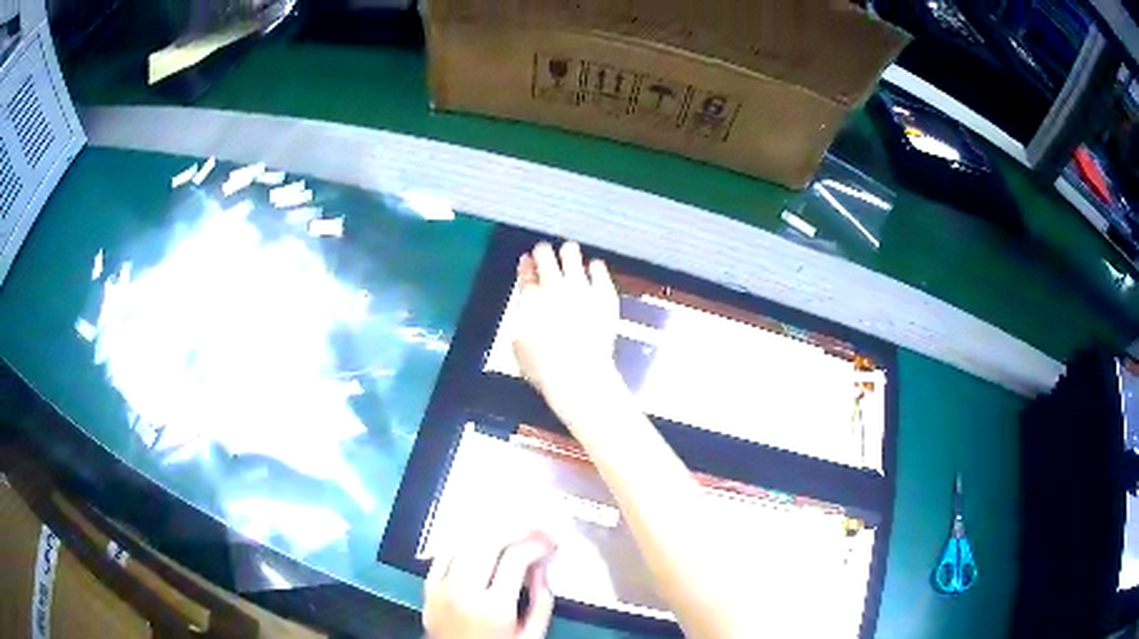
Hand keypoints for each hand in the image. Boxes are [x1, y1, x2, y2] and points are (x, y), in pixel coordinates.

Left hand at [424, 533, 556, 638]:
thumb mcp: (532, 636)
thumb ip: (541, 602)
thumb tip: (542, 569)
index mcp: (494, 607)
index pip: (515, 558)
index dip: (537, 543)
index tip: (550, 542)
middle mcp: (464, 592)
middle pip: (489, 542)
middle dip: (516, 529)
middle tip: (535, 528)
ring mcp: (441, 588)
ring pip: (465, 543)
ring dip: (491, 532)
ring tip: (512, 532)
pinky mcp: (428, 588)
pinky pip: (444, 554)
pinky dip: (465, 543)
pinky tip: (480, 542)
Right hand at [513, 242, 621, 423]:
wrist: (580, 375)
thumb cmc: (545, 368)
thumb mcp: (519, 345)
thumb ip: (522, 321)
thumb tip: (526, 310)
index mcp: (530, 299)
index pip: (526, 273)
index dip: (526, 265)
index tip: (527, 261)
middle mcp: (553, 287)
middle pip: (545, 256)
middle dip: (543, 253)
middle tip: (545, 254)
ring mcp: (581, 287)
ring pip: (571, 254)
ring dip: (568, 253)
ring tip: (569, 253)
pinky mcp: (604, 294)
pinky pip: (598, 268)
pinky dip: (594, 268)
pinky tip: (593, 269)